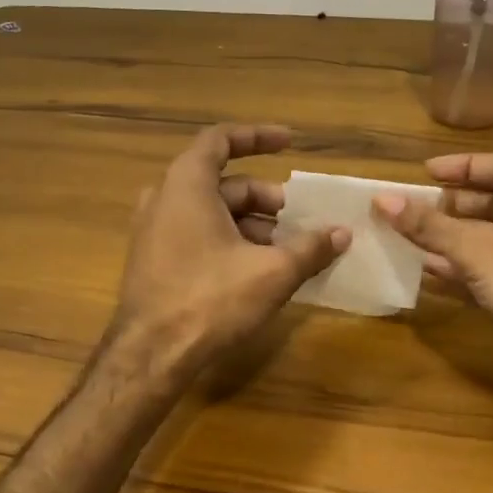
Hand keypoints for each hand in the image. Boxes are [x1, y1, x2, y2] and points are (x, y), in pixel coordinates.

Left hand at [112, 124, 348, 374]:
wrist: (150, 355)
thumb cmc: (210, 300)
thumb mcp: (272, 272)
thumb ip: (310, 248)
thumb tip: (342, 234)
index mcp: (187, 185)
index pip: (221, 140)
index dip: (257, 137)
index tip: (290, 143)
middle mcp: (164, 198)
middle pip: (223, 183)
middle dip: (265, 198)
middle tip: (299, 220)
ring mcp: (153, 230)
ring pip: (211, 212)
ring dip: (251, 223)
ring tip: (285, 251)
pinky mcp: (153, 259)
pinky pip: (196, 233)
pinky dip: (229, 239)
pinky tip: (257, 269)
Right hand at [374, 153, 492, 395]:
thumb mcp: (479, 251)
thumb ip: (430, 226)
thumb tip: (383, 199)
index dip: (462, 167)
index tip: (425, 173)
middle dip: (452, 206)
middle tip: (415, 208)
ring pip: (490, 238)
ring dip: (452, 239)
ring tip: (412, 238)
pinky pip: (491, 270)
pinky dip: (463, 269)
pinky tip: (428, 272)